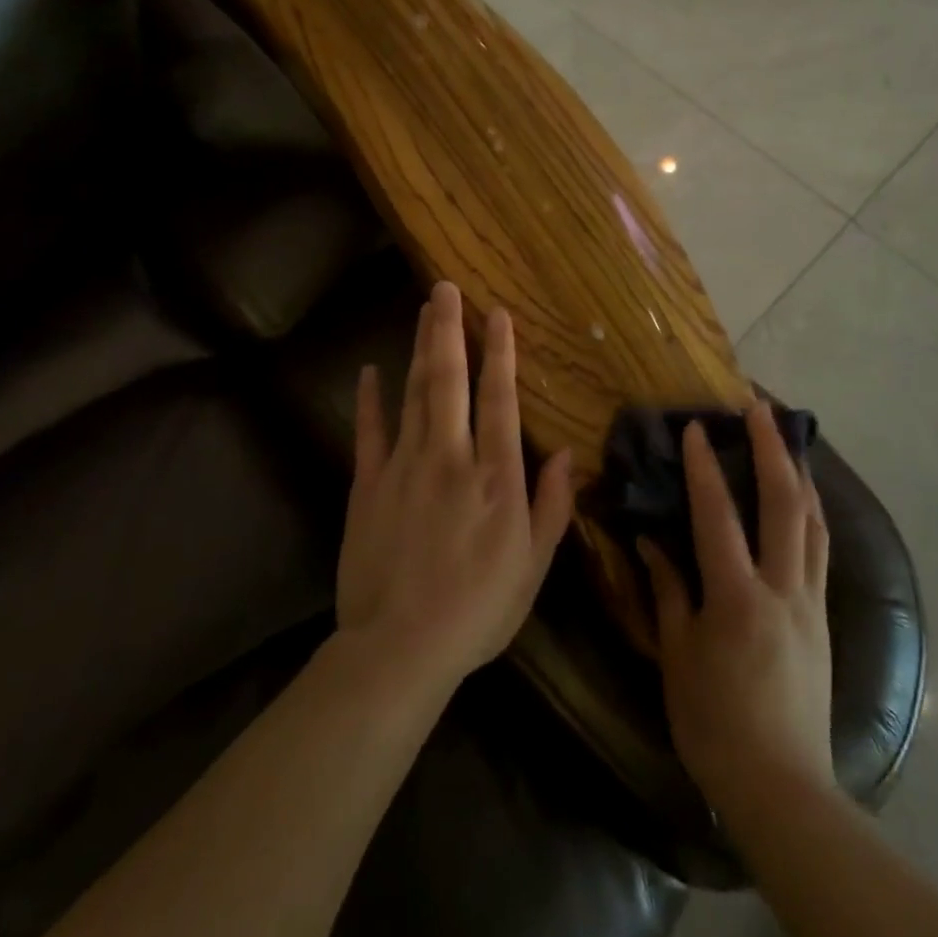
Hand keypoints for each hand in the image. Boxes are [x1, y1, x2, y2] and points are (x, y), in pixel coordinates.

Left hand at [336, 280, 576, 694]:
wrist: (399, 649)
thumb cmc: (477, 611)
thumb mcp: (532, 567)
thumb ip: (552, 507)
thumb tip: (569, 455)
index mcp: (496, 477)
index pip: (500, 400)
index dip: (501, 353)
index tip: (498, 314)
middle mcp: (451, 457)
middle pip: (449, 380)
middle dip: (449, 329)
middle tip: (444, 287)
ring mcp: (405, 466)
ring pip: (415, 393)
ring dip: (421, 349)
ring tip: (423, 311)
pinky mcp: (368, 484)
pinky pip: (370, 431)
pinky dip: (370, 399)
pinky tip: (370, 370)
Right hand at [639, 402, 834, 818]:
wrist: (783, 787)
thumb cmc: (715, 724)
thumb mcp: (678, 656)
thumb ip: (668, 591)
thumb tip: (651, 541)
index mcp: (738, 598)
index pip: (718, 516)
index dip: (705, 467)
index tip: (696, 427)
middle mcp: (783, 590)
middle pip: (785, 505)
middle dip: (773, 450)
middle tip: (762, 408)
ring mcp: (810, 603)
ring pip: (814, 523)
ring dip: (801, 473)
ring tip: (791, 438)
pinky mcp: (823, 619)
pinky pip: (822, 551)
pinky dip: (813, 513)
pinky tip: (807, 500)